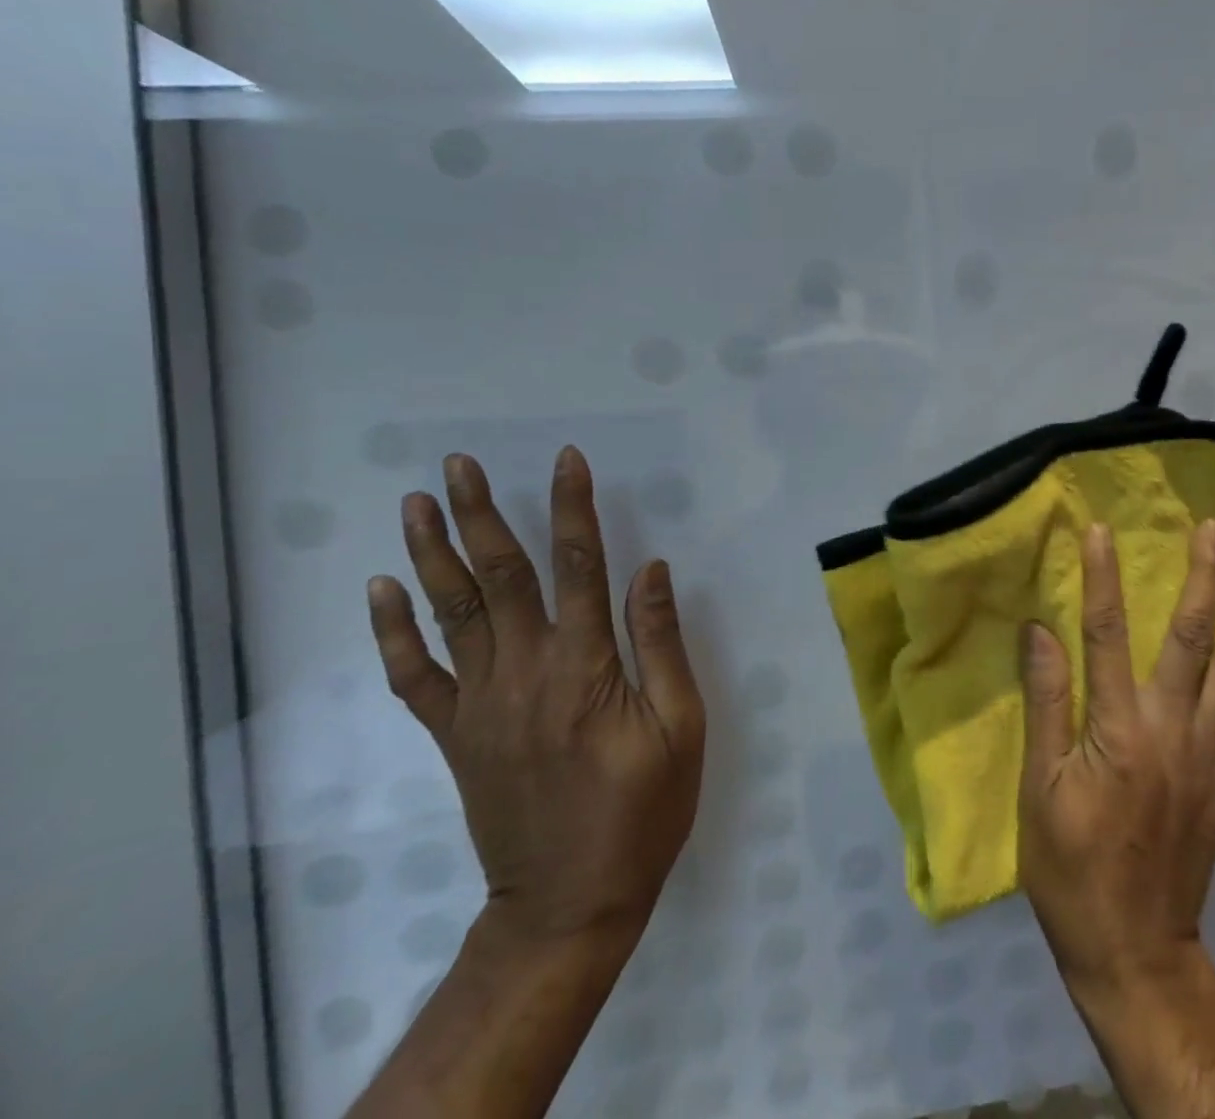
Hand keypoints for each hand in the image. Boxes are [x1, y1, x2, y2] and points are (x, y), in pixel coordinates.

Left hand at [366, 447, 705, 949]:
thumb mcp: (682, 727)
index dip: (573, 508)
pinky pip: (416, 675)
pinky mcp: (456, 735)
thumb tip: (651, 568)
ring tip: (417, 503)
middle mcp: (526, 673)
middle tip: (458, 464)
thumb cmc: (642, 810)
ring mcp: (481, 705)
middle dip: (481, 514)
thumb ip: (661, 643)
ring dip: (433, 554)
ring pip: (452, 614)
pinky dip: (394, 631)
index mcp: (586, 668)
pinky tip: (382, 590)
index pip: (579, 566)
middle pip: (500, 577)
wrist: (568, 903)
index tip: (566, 460)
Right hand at [1017, 520, 1214, 998]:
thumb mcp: (1039, 790)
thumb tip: (1039, 631)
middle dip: (1202, 577)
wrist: (1133, 951)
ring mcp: (1208, 756)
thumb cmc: (1071, 870)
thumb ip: (1047, 704)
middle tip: (1213, 529)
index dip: (1102, 578)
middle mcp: (1173, 731)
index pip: (1106, 634)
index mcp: (1120, 731)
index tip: (1100, 530)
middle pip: (1192, 639)